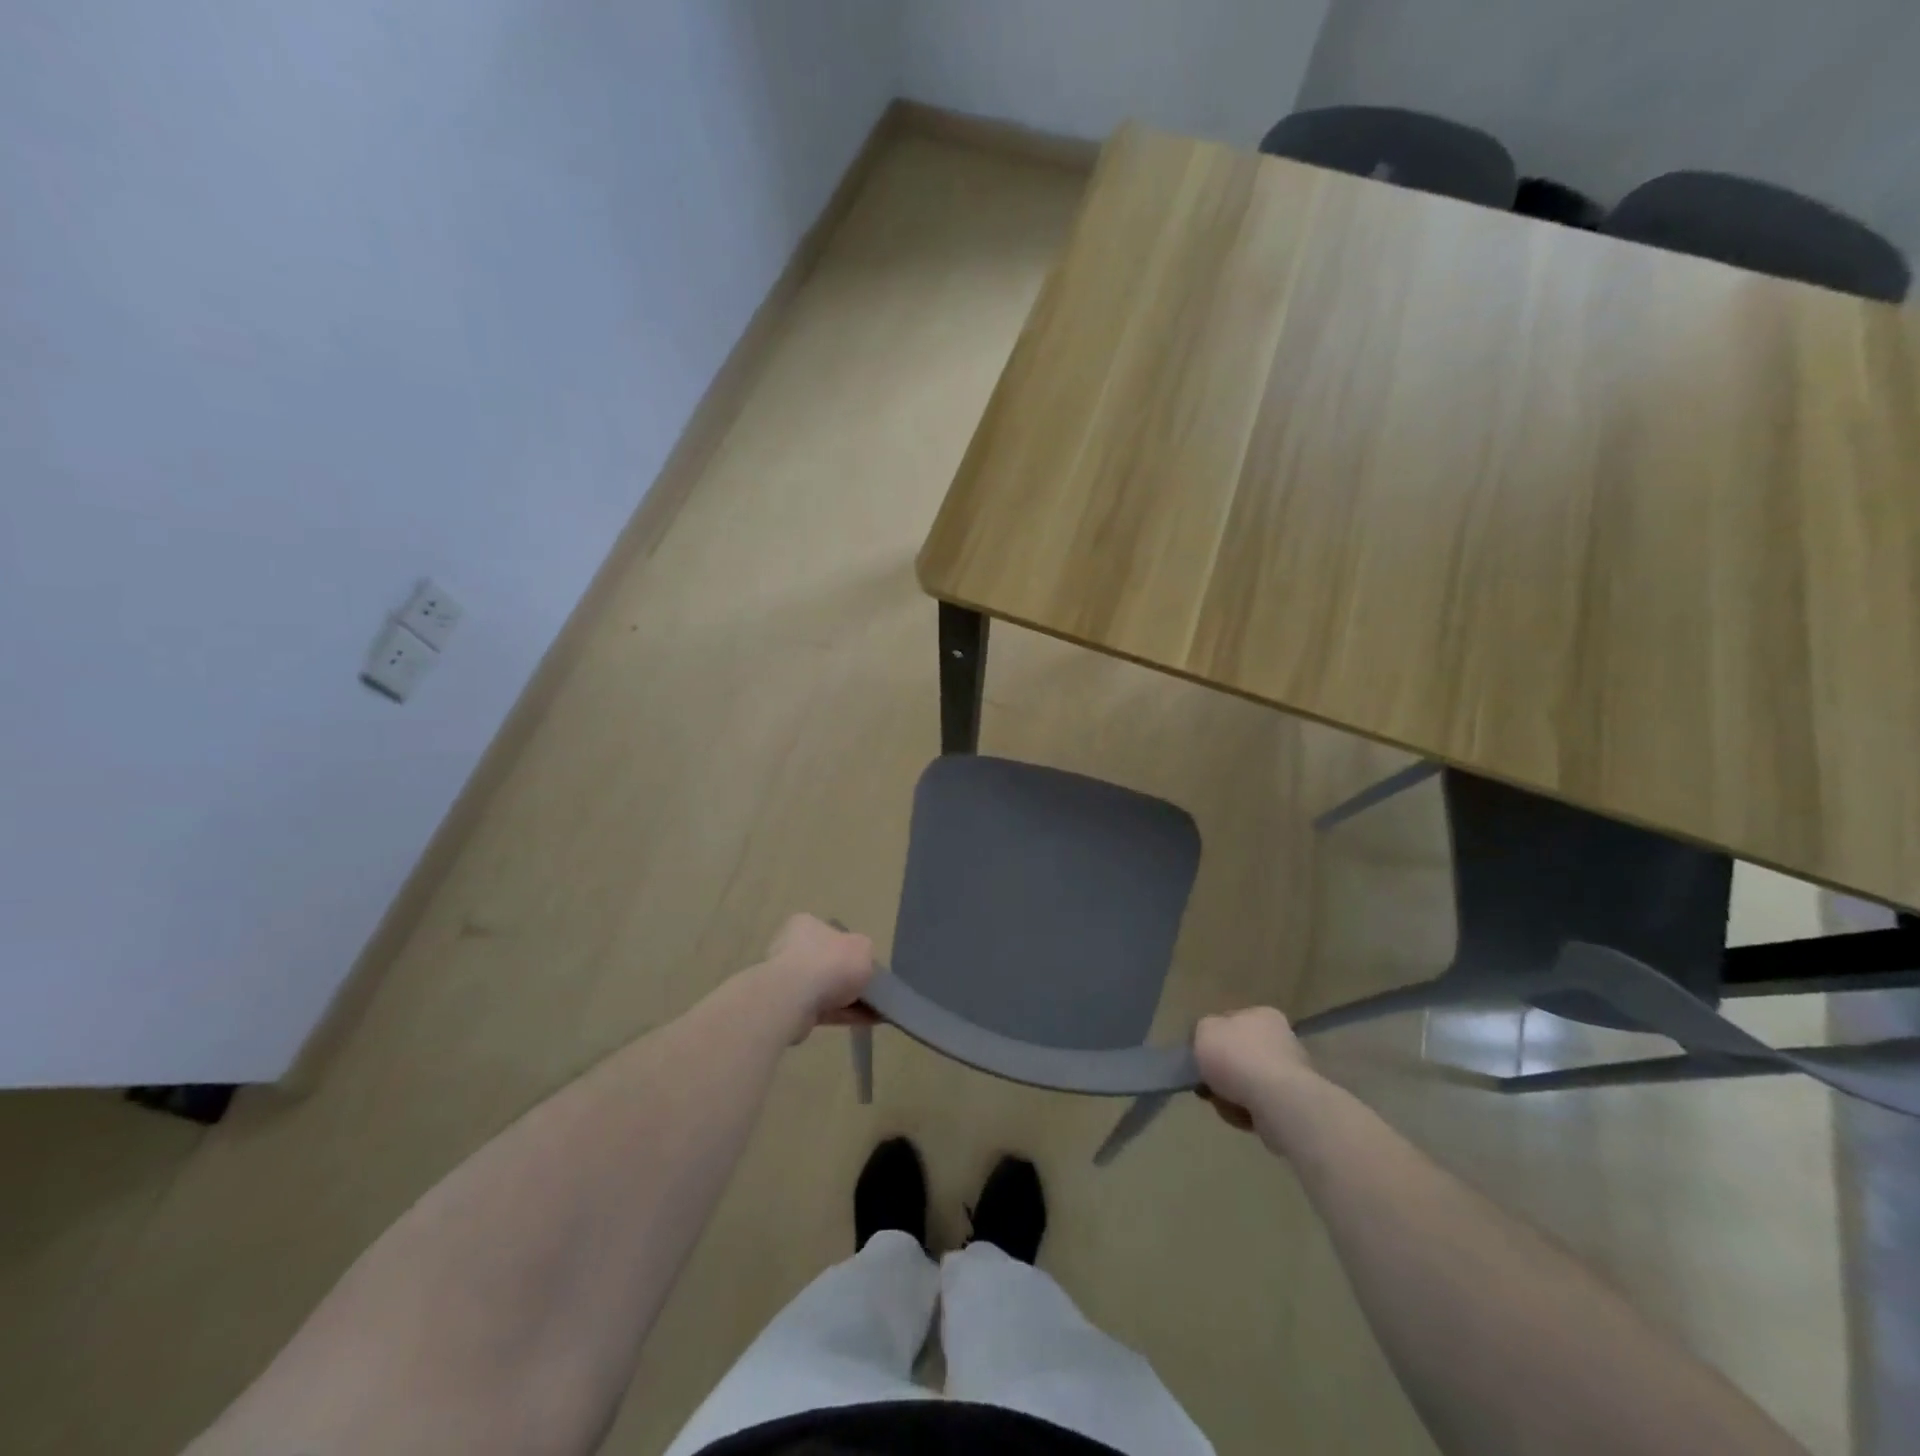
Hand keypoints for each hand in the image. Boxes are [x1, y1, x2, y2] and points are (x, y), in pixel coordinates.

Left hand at [758, 914, 876, 1039]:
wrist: (793, 1000)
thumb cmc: (830, 962)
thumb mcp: (863, 948)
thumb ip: (864, 953)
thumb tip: (860, 963)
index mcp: (806, 925)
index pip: (830, 933)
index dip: (851, 948)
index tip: (865, 963)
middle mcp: (792, 949)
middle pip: (828, 963)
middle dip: (849, 977)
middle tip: (872, 988)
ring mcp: (788, 980)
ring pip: (826, 989)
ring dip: (850, 999)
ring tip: (877, 1010)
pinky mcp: (789, 1007)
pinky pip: (823, 1009)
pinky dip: (844, 1015)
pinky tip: (867, 1021)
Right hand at [1194, 1007, 1315, 1136]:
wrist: (1277, 1102)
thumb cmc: (1237, 1057)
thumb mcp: (1203, 1031)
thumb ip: (1201, 1030)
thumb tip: (1208, 1042)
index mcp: (1262, 1015)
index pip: (1231, 1021)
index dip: (1212, 1038)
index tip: (1200, 1056)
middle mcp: (1281, 1039)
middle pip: (1240, 1055)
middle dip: (1222, 1071)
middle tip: (1208, 1083)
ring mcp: (1291, 1073)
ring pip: (1248, 1083)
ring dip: (1232, 1094)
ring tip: (1223, 1103)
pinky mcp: (1294, 1103)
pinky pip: (1259, 1106)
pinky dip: (1247, 1111)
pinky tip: (1240, 1115)